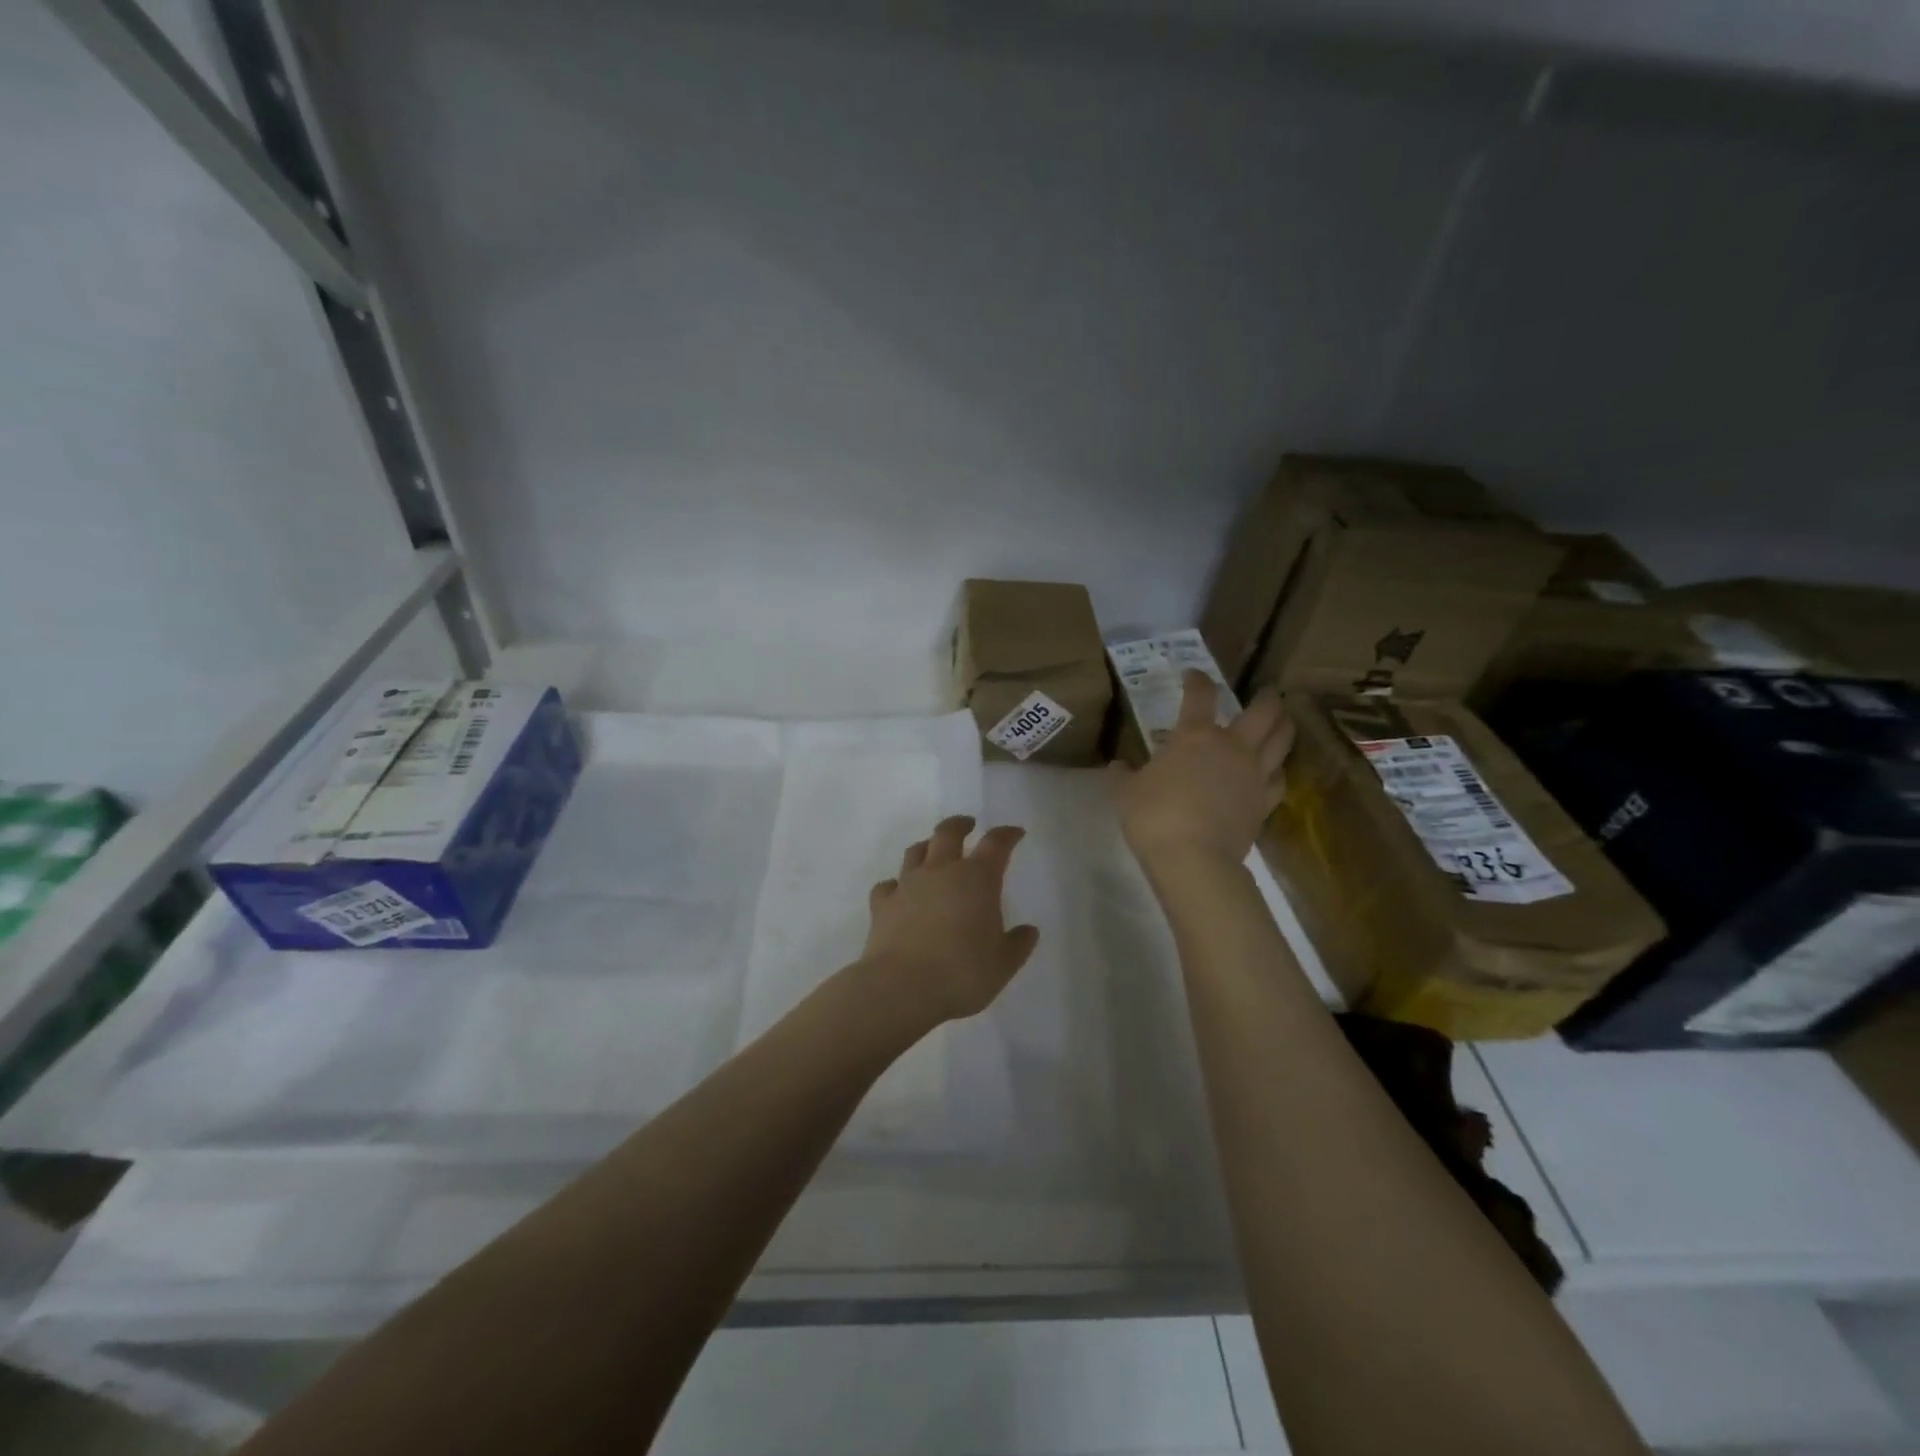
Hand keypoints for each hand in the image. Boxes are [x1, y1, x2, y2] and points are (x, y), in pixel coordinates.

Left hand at [862, 815, 1039, 1025]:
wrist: (901, 988)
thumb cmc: (962, 973)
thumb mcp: (1003, 964)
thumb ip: (1018, 944)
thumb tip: (1029, 931)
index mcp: (977, 879)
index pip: (996, 844)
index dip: (1007, 835)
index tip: (1015, 833)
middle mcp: (941, 871)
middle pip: (948, 833)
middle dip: (960, 825)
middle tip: (968, 824)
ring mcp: (907, 885)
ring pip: (916, 852)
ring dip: (927, 846)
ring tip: (933, 850)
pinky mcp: (882, 904)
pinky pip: (888, 885)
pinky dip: (896, 884)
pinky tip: (899, 892)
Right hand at [1112, 671, 1292, 866]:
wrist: (1194, 859)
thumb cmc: (1154, 817)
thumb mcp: (1125, 792)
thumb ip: (1123, 775)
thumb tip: (1119, 766)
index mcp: (1195, 736)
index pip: (1200, 695)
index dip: (1197, 680)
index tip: (1192, 675)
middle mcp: (1232, 747)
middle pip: (1263, 711)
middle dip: (1266, 697)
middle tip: (1265, 692)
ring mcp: (1253, 775)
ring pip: (1282, 741)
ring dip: (1284, 726)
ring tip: (1282, 721)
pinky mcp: (1264, 803)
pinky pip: (1279, 779)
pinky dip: (1278, 770)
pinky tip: (1274, 770)